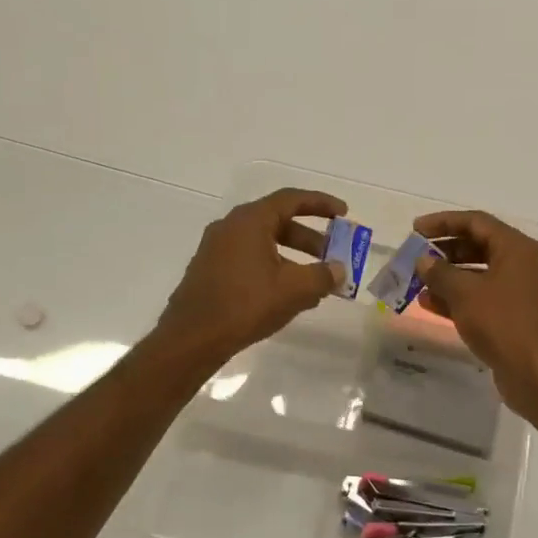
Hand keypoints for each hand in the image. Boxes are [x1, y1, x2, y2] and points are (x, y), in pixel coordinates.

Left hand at [155, 188, 347, 368]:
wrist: (193, 337)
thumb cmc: (246, 304)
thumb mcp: (294, 290)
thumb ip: (322, 275)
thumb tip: (338, 270)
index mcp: (250, 221)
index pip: (291, 200)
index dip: (321, 204)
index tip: (344, 214)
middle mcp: (231, 227)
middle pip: (278, 222)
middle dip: (310, 238)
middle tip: (333, 254)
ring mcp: (217, 249)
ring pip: (264, 243)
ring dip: (293, 256)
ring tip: (315, 282)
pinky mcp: (210, 271)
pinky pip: (250, 259)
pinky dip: (274, 268)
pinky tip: (287, 295)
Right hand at [412, 210, 537, 419]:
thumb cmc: (503, 323)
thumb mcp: (465, 293)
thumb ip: (440, 273)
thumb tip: (425, 261)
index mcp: (517, 248)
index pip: (476, 222)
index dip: (443, 222)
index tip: (415, 230)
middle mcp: (525, 264)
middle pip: (480, 247)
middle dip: (445, 252)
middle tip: (416, 259)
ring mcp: (525, 293)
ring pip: (482, 275)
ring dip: (450, 278)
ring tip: (419, 285)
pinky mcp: (520, 318)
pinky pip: (487, 299)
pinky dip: (462, 299)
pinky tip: (433, 306)